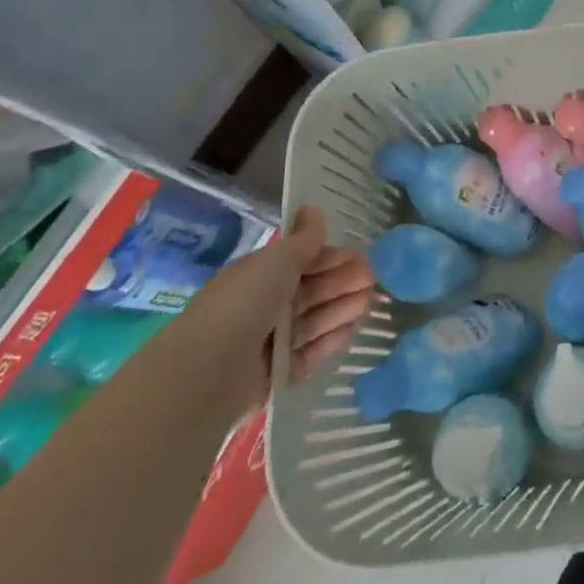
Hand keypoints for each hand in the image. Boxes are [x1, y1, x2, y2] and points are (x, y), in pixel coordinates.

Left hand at [188, 206, 375, 410]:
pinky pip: (308, 353)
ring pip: (313, 320)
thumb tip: (313, 209)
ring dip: (341, 308)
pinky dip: (329, 340)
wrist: (210, 371)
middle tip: (374, 279)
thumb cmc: (245, 303)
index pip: (303, 261)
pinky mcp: (275, 374)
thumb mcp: (278, 261)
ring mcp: (268, 341)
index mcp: (260, 275)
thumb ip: (303, 239)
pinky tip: (351, 331)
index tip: (363, 257)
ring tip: (369, 303)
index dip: (333, 257)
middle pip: (311, 291)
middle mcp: (263, 306)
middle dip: (342, 282)